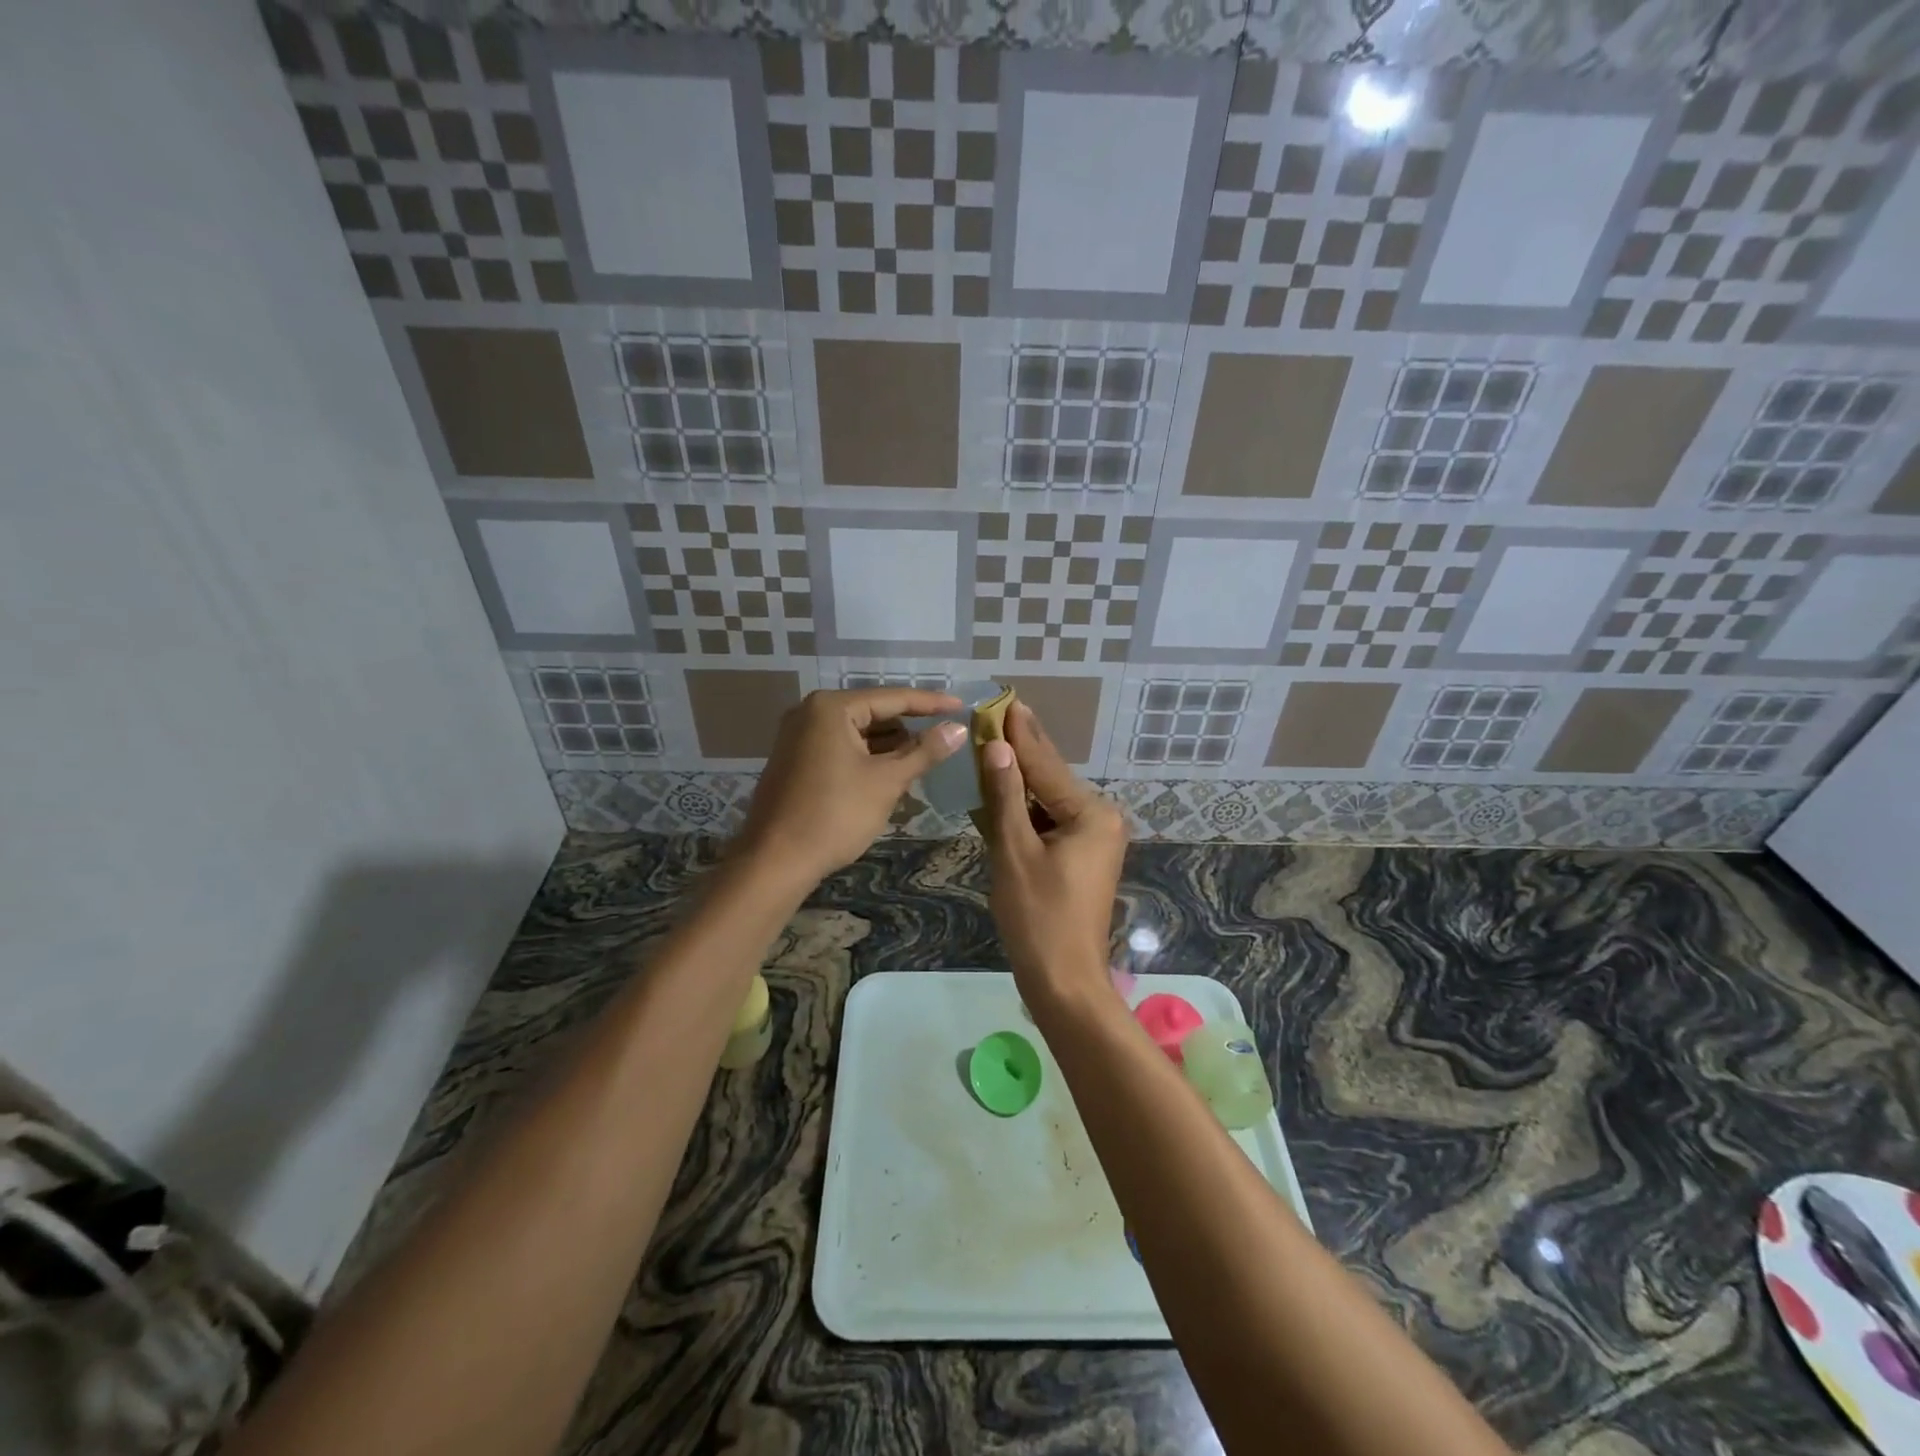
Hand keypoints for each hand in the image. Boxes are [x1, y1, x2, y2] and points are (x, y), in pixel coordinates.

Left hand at [736, 687, 964, 884]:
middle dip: (908, 729)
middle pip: (873, 713)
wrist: (775, 861)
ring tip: (922, 762)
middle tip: (944, 740)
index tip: (962, 706)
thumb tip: (958, 729)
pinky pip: (840, 748)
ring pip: (857, 733)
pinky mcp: (794, 760)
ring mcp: (798, 736)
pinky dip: (866, 758)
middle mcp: (810, 712)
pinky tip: (890, 775)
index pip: (893, 698)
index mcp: (832, 707)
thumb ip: (925, 751)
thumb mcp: (887, 781)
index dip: (931, 703)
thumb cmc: (835, 815)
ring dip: (889, 747)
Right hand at [981, 703, 1127, 1003]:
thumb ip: (1006, 796)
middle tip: (999, 711)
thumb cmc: (1038, 918)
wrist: (1064, 981)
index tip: (1004, 700)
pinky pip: (1051, 821)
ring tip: (994, 741)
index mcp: (1091, 814)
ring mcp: (1095, 839)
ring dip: (1020, 778)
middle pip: (1051, 778)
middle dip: (1022, 748)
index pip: (1046, 765)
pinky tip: (1004, 788)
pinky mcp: (1084, 856)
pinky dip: (1026, 808)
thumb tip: (999, 747)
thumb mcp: (1015, 852)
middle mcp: (1101, 819)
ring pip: (1050, 799)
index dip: (1019, 734)